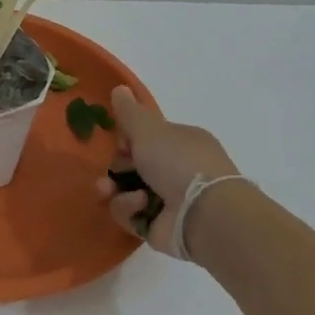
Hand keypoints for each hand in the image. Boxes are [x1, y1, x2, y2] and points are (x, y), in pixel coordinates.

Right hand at [94, 86, 242, 258]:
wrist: (204, 213)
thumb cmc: (179, 163)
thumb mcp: (149, 130)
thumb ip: (130, 112)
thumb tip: (119, 88)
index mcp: (181, 143)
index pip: (146, 139)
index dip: (127, 141)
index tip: (120, 144)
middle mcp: (176, 170)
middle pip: (132, 166)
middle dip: (115, 169)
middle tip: (110, 173)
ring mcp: (168, 201)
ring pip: (125, 191)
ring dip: (114, 190)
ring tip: (110, 191)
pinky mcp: (158, 226)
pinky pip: (130, 214)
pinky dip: (129, 209)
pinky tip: (140, 205)